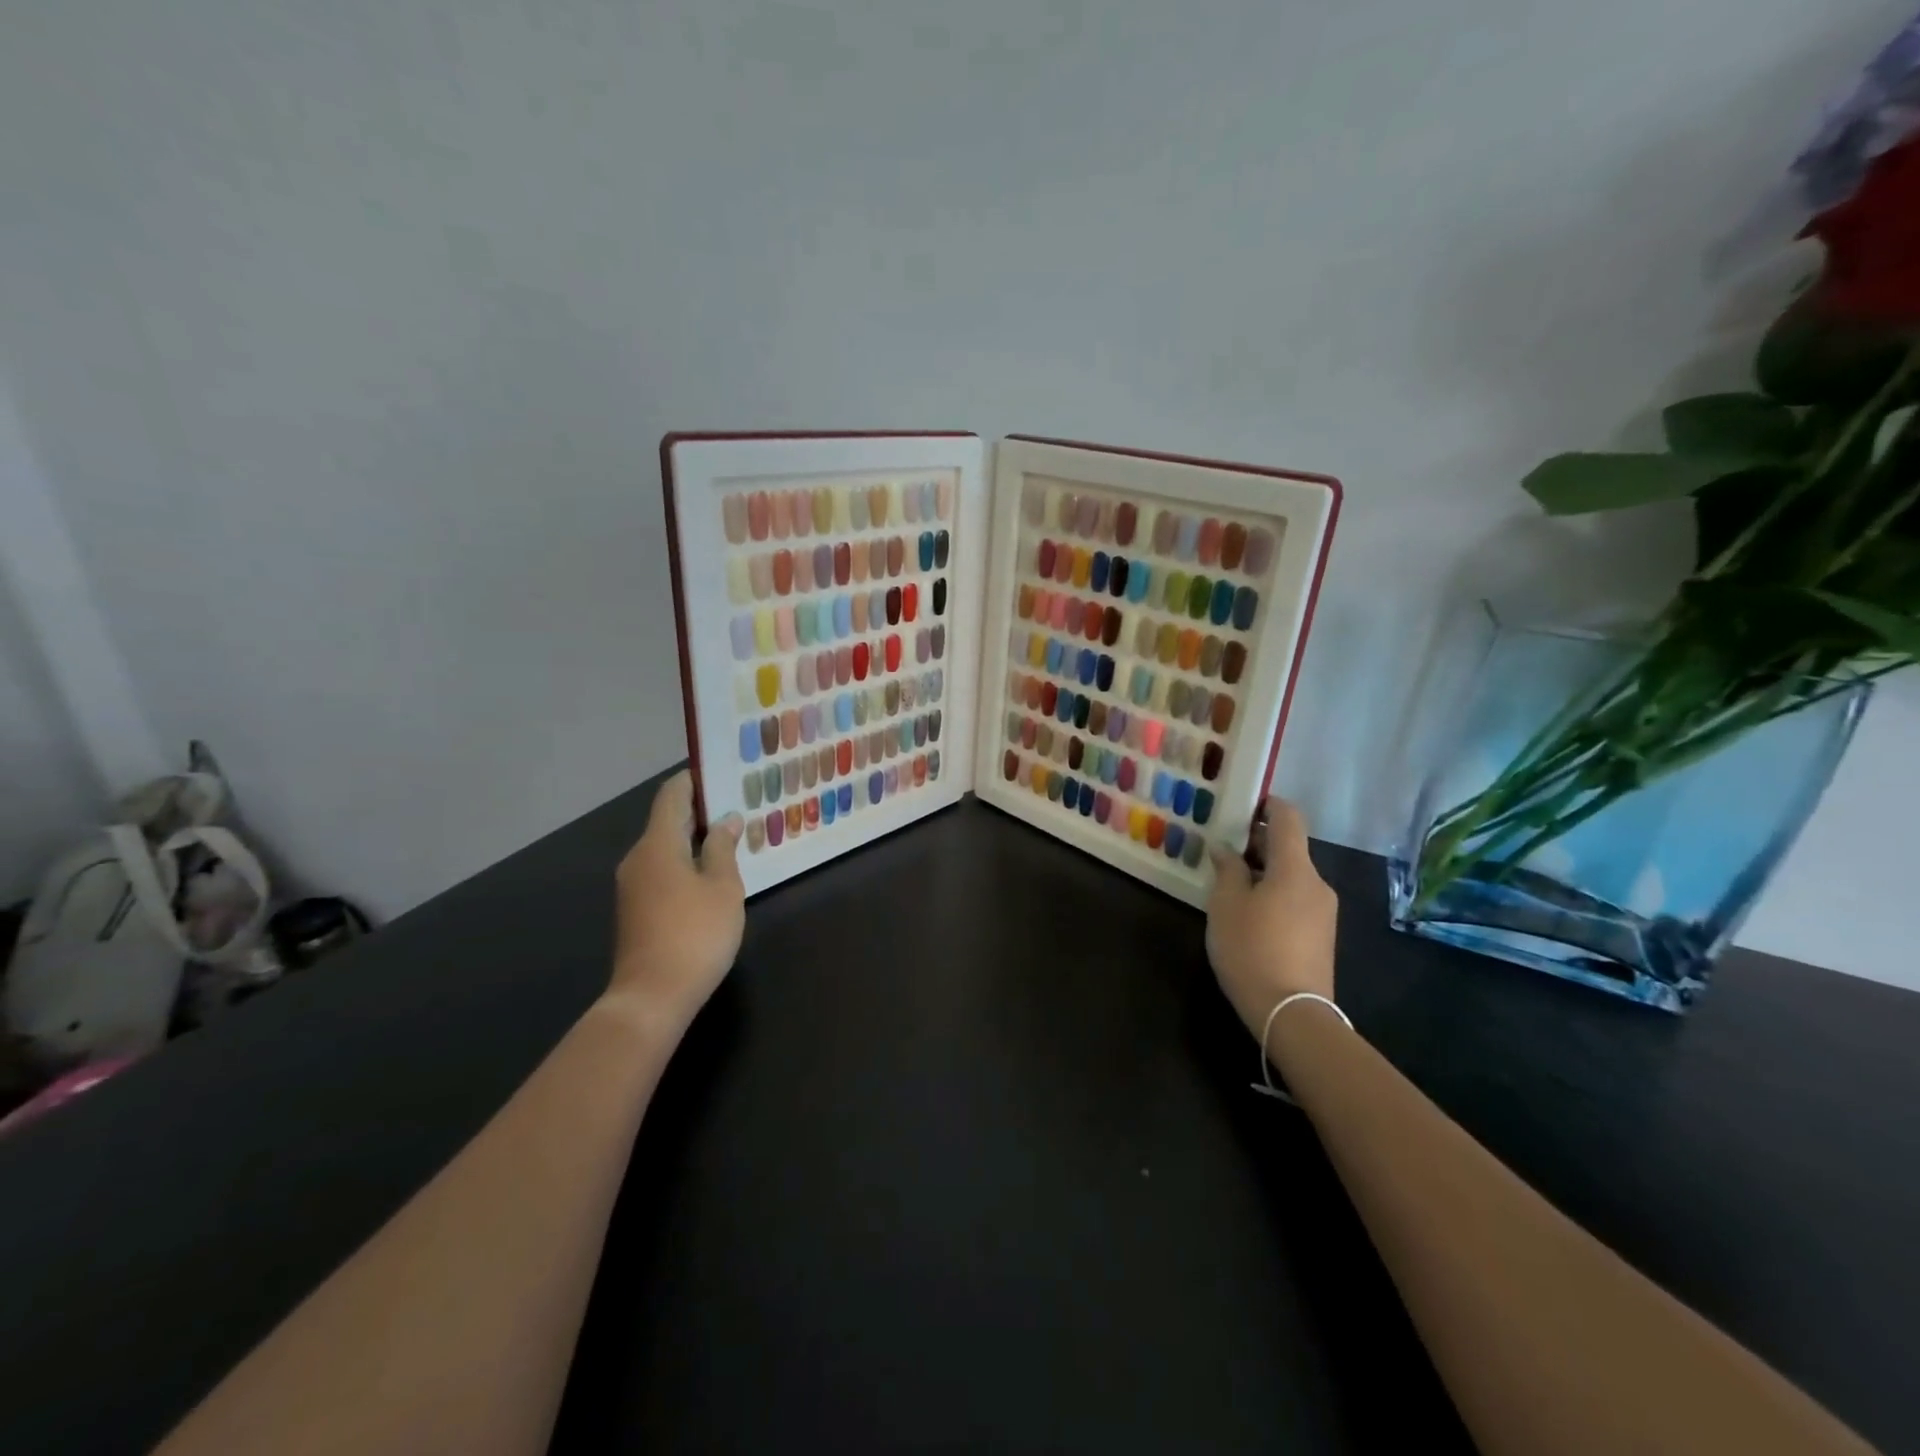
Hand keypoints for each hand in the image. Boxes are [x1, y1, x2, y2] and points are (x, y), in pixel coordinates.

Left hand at [607, 771, 744, 1033]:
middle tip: (737, 805)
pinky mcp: (636, 910)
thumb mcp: (722, 887)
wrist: (651, 997)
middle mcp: (638, 858)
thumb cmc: (695, 934)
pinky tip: (712, 873)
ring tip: (731, 837)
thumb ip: (723, 848)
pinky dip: (685, 862)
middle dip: (699, 811)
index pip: (672, 796)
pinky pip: (662, 871)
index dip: (693, 781)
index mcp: (657, 845)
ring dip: (694, 839)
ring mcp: (632, 886)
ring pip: (665, 848)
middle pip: (666, 821)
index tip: (720, 773)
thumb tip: (726, 820)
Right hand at [1205, 798, 1338, 1040]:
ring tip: (1230, 886)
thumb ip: (1227, 869)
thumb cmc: (1252, 949)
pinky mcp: (1322, 936)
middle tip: (1222, 850)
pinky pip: (1296, 900)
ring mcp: (1324, 911)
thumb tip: (1226, 849)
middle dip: (1257, 843)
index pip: (1288, 818)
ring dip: (1264, 872)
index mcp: (1295, 868)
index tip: (1242, 806)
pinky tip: (1249, 915)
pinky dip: (1274, 894)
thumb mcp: (1226, 904)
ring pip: (1292, 876)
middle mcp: (1317, 883)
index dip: (1267, 804)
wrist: (1292, 1013)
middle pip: (1289, 848)